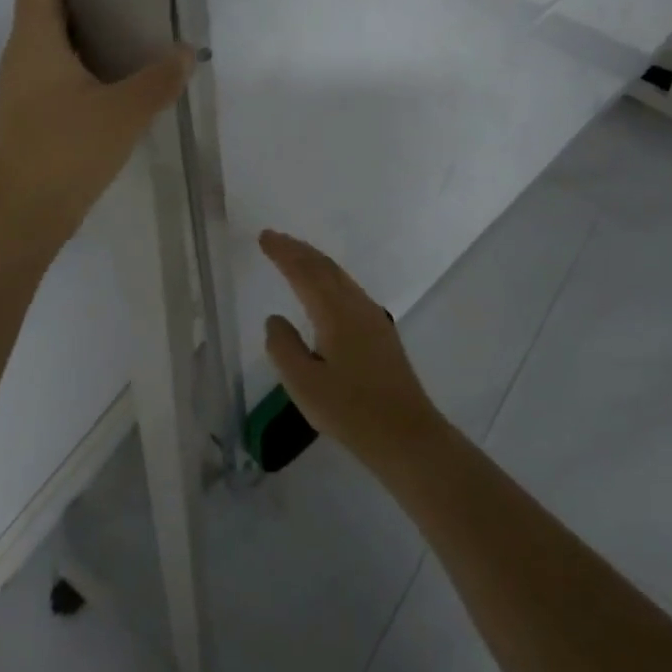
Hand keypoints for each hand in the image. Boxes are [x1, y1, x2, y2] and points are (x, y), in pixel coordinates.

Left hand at [0, 0, 195, 247]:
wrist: (21, 216)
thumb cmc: (65, 151)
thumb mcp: (124, 112)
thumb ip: (159, 79)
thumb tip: (186, 54)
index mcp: (35, 39)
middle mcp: (22, 54)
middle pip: (44, 3)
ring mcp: (23, 86)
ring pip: (51, 40)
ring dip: (85, 27)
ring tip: (131, 25)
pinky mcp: (31, 114)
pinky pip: (56, 70)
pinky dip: (84, 60)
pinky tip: (118, 76)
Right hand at [260, 229, 448, 470]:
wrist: (406, 435)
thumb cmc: (350, 411)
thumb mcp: (303, 384)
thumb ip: (283, 348)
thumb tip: (275, 318)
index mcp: (335, 313)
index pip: (304, 272)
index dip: (283, 252)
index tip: (264, 236)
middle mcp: (355, 305)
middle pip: (324, 267)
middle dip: (298, 249)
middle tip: (274, 237)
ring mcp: (372, 316)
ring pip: (339, 276)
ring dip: (315, 261)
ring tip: (294, 254)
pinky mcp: (380, 331)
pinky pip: (348, 288)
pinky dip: (328, 276)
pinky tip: (324, 287)